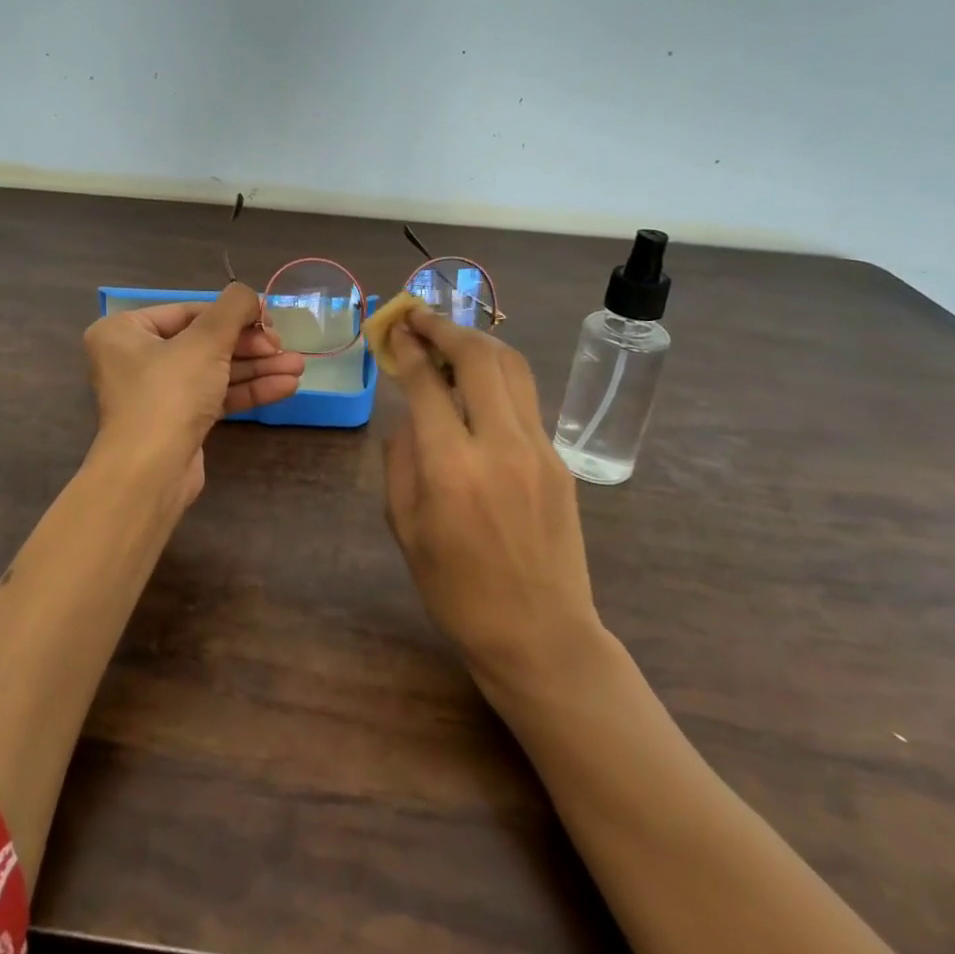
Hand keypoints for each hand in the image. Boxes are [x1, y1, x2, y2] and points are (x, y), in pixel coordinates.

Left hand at [83, 284, 304, 509]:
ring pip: (214, 370)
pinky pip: (215, 396)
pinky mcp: (177, 421)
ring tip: (298, 368)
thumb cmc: (169, 393)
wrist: (150, 473)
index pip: (190, 312)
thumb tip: (250, 296)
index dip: (234, 314)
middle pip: (205, 342)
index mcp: (125, 331)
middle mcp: (135, 358)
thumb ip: (234, 308)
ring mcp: (157, 392)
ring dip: (257, 368)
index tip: (270, 320)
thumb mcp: (206, 340)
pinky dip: (247, 390)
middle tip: (285, 348)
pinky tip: (285, 387)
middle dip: (251, 346)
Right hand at [382, 308, 601, 693]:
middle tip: (420, 318)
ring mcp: (538, 449)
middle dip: (446, 328)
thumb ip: (401, 461)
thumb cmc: (457, 591)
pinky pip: (526, 399)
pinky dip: (499, 375)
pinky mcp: (559, 460)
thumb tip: (410, 416)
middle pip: (480, 357)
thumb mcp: (406, 528)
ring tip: (451, 336)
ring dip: (479, 341)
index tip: (395, 330)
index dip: (409, 348)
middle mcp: (499, 445)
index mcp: (451, 468)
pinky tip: (479, 383)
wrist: (540, 635)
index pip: (429, 383)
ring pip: (513, 367)